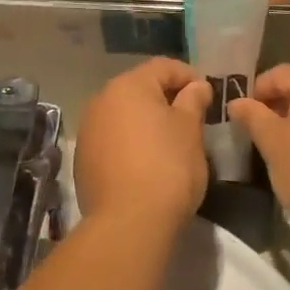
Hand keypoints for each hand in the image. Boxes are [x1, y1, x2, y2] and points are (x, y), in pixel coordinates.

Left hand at [73, 58, 213, 228]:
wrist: (129, 223)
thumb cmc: (168, 167)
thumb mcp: (190, 130)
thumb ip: (193, 101)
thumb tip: (196, 86)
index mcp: (128, 86)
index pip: (163, 67)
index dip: (189, 76)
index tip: (207, 95)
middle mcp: (101, 101)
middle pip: (139, 88)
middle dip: (165, 98)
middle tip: (191, 117)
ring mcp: (88, 131)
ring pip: (123, 114)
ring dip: (145, 121)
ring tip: (169, 141)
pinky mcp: (83, 159)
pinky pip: (112, 139)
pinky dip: (129, 142)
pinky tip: (145, 162)